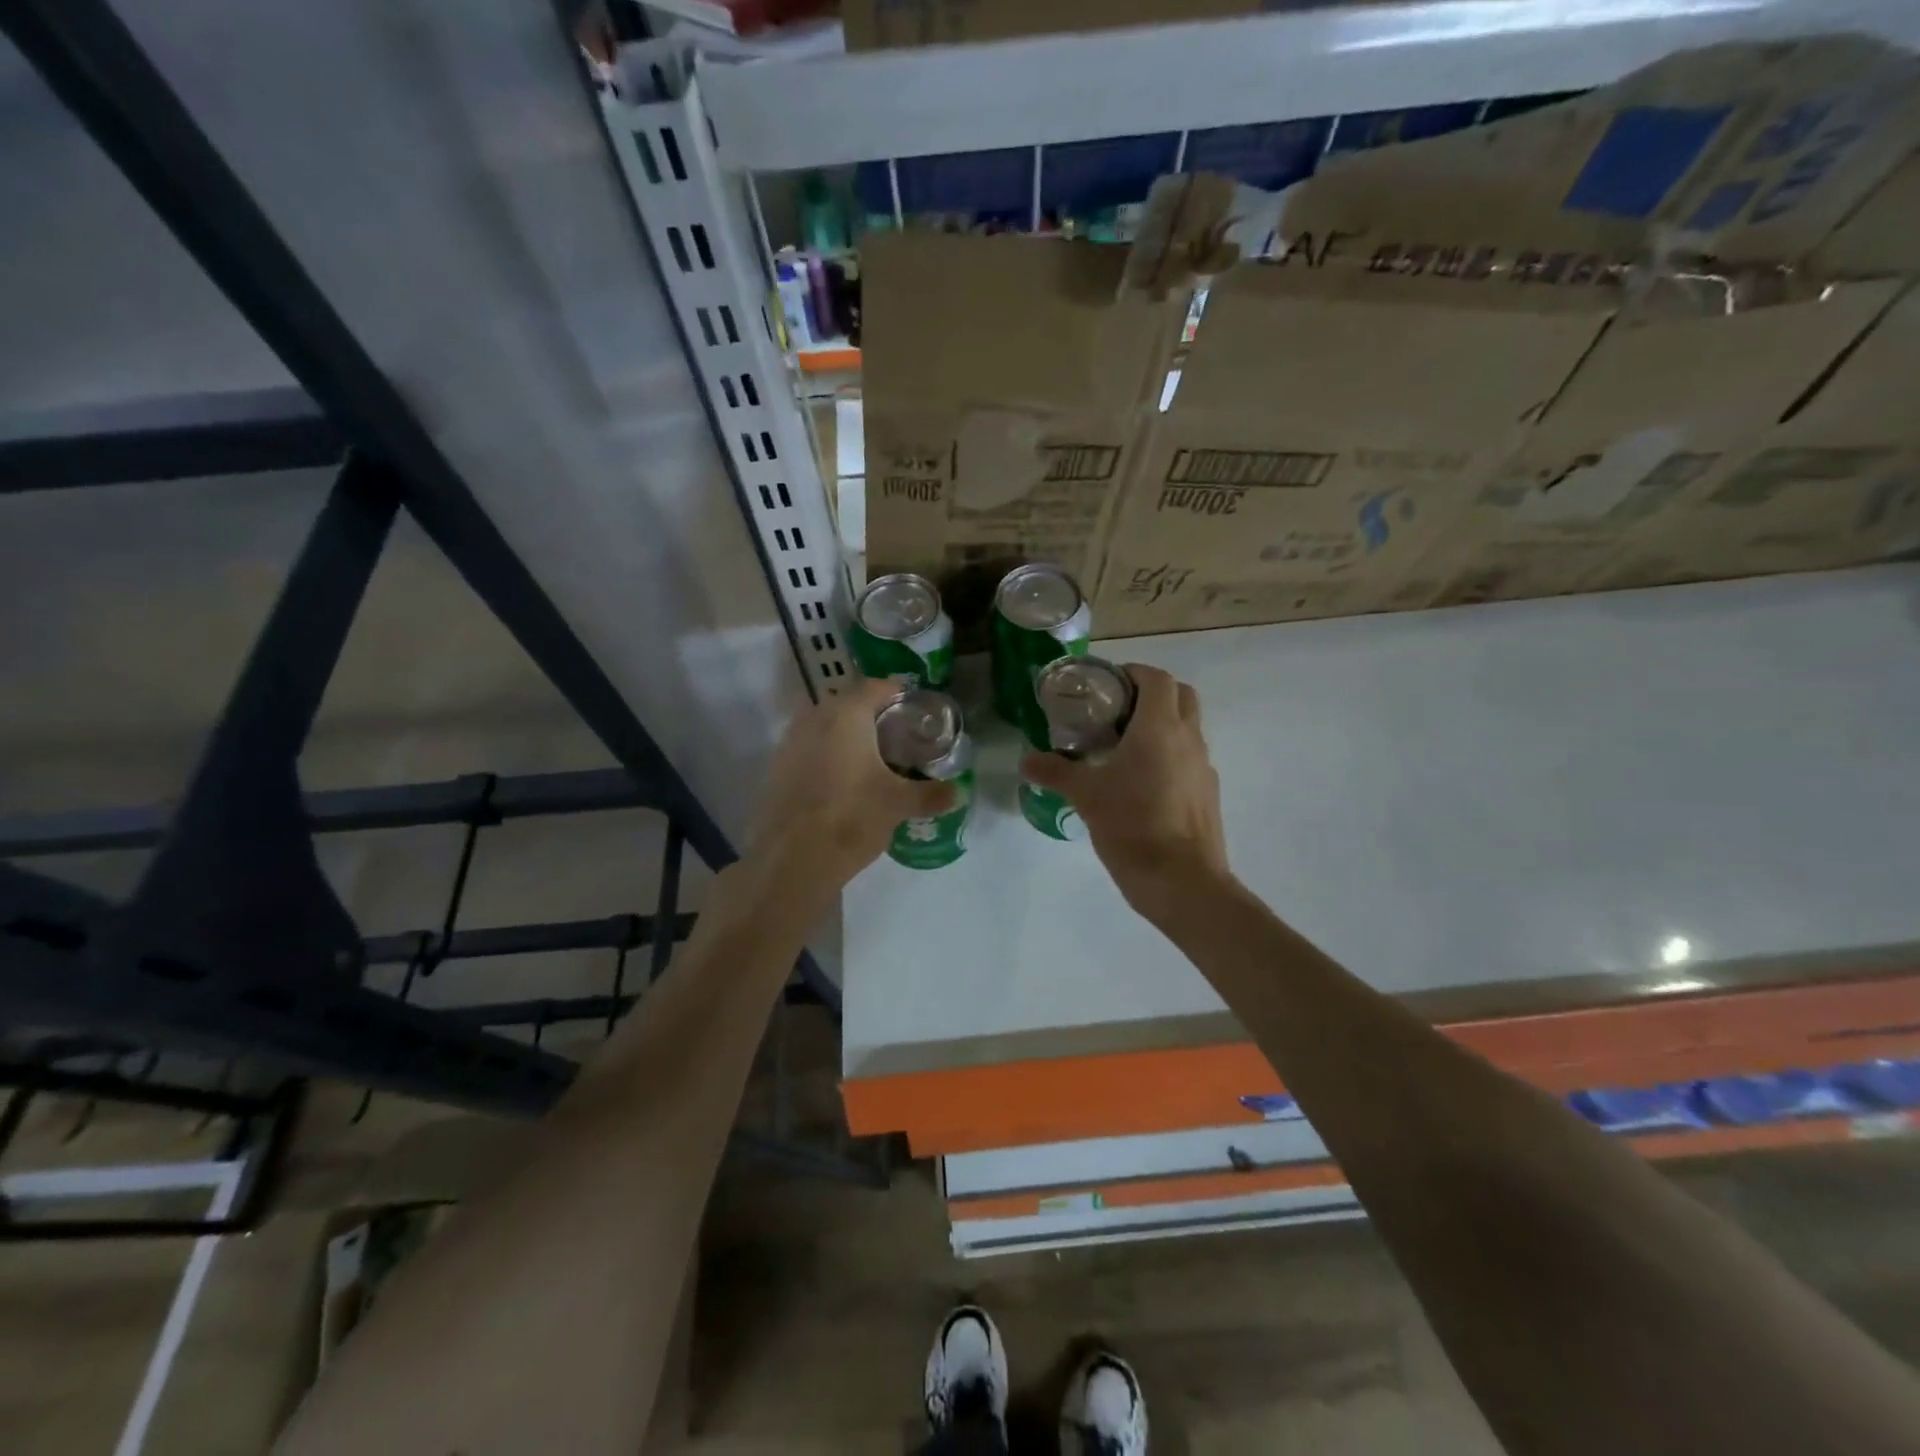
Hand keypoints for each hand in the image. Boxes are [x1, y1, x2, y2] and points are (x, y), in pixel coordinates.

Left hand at [748, 677, 957, 900]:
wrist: (793, 859)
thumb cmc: (852, 817)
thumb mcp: (899, 804)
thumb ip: (931, 794)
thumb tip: (957, 793)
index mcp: (846, 715)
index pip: (875, 687)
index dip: (898, 693)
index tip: (915, 708)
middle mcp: (814, 718)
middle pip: (848, 704)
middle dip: (872, 715)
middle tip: (898, 735)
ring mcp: (790, 743)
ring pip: (825, 726)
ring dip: (847, 735)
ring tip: (872, 758)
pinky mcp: (778, 769)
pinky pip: (809, 750)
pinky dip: (828, 756)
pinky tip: (844, 780)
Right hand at [1020, 664, 1230, 919]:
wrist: (1183, 882)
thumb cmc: (1132, 826)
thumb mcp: (1085, 796)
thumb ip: (1055, 771)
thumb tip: (1025, 760)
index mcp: (1160, 728)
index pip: (1157, 678)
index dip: (1133, 672)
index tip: (1107, 684)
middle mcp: (1189, 738)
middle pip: (1181, 695)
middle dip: (1152, 694)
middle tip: (1117, 711)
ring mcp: (1203, 766)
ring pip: (1188, 728)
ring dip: (1162, 725)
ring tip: (1124, 748)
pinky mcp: (1208, 793)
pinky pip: (1189, 759)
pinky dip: (1170, 756)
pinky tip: (1142, 784)